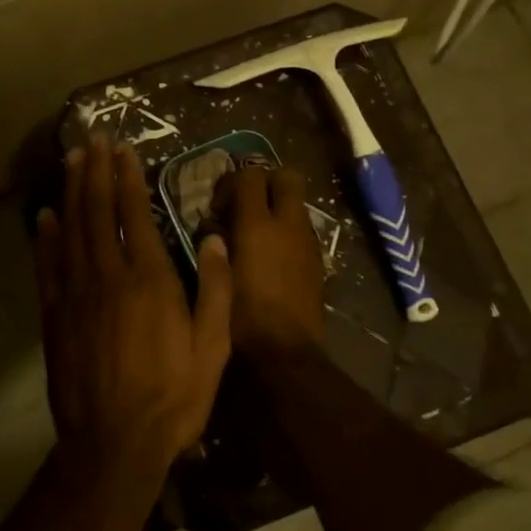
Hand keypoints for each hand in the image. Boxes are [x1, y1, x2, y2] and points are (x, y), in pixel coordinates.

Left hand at [34, 138, 232, 474]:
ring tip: (70, 160)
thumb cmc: (173, 397)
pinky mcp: (55, 316)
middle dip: (94, 171)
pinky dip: (45, 237)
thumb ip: (217, 289)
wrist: (114, 443)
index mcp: (150, 279)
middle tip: (92, 139)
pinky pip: (48, 266)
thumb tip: (214, 238)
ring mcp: (76, 294)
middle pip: (97, 211)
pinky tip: (44, 215)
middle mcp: (109, 276)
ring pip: (70, 230)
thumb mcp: (213, 348)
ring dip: (70, 191)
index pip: (134, 214)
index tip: (122, 149)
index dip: (127, 177)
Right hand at [211, 167, 325, 359]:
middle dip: (266, 181)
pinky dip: (286, 233)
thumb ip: (213, 241)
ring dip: (277, 208)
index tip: (217, 207)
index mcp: (258, 225)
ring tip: (254, 235)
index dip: (231, 182)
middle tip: (244, 204)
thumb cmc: (239, 316)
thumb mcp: (215, 275)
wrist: (284, 354)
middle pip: (287, 177)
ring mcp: (308, 243)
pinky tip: (269, 259)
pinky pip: (302, 231)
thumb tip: (213, 224)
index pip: (250, 175)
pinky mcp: (317, 263)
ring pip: (297, 205)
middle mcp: (289, 225)